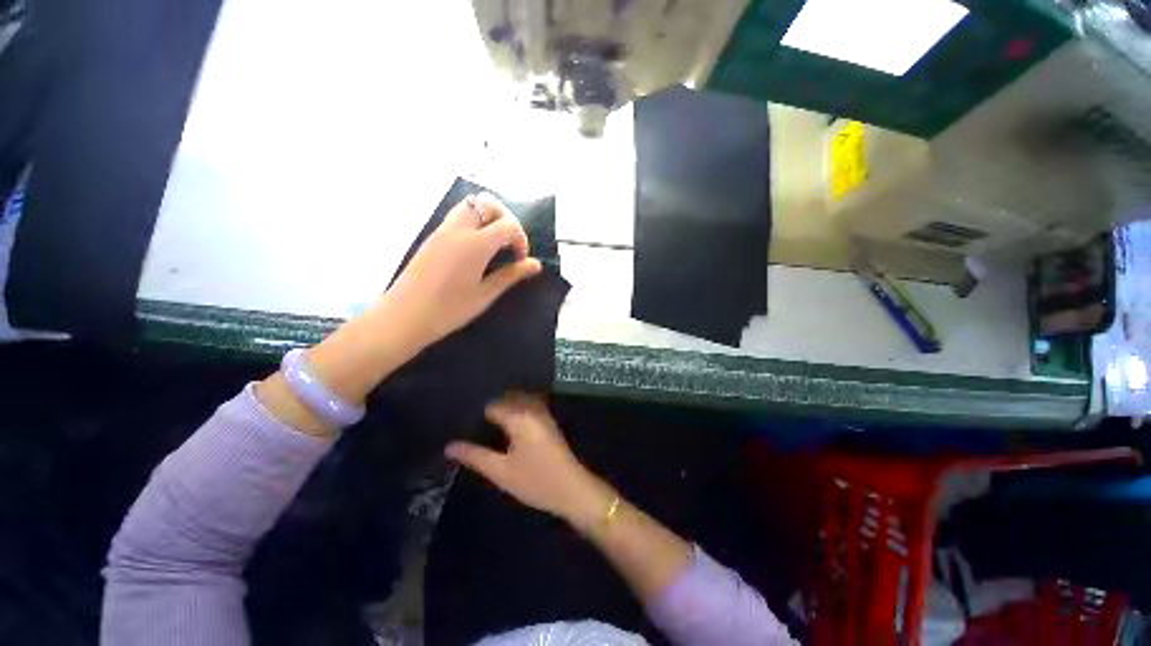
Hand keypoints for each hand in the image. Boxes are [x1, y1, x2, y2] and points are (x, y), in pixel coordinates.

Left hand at [386, 193, 542, 348]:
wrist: (403, 317)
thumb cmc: (449, 310)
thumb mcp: (485, 295)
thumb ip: (511, 275)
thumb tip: (535, 264)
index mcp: (475, 244)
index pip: (508, 225)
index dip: (521, 239)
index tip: (520, 260)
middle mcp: (458, 229)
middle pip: (487, 204)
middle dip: (505, 219)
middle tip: (509, 244)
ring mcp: (442, 231)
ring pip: (470, 206)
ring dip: (488, 218)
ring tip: (494, 245)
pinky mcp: (432, 237)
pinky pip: (457, 217)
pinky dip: (473, 223)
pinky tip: (476, 250)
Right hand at [445, 394, 614, 528]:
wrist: (572, 488)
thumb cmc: (536, 481)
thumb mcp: (501, 471)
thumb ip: (474, 456)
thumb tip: (449, 446)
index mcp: (519, 416)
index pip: (491, 405)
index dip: (475, 413)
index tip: (459, 422)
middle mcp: (532, 408)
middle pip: (505, 398)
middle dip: (488, 407)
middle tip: (467, 422)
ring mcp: (542, 412)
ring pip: (517, 401)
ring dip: (502, 407)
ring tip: (482, 424)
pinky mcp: (547, 420)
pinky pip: (526, 407)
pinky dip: (514, 411)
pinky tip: (503, 427)